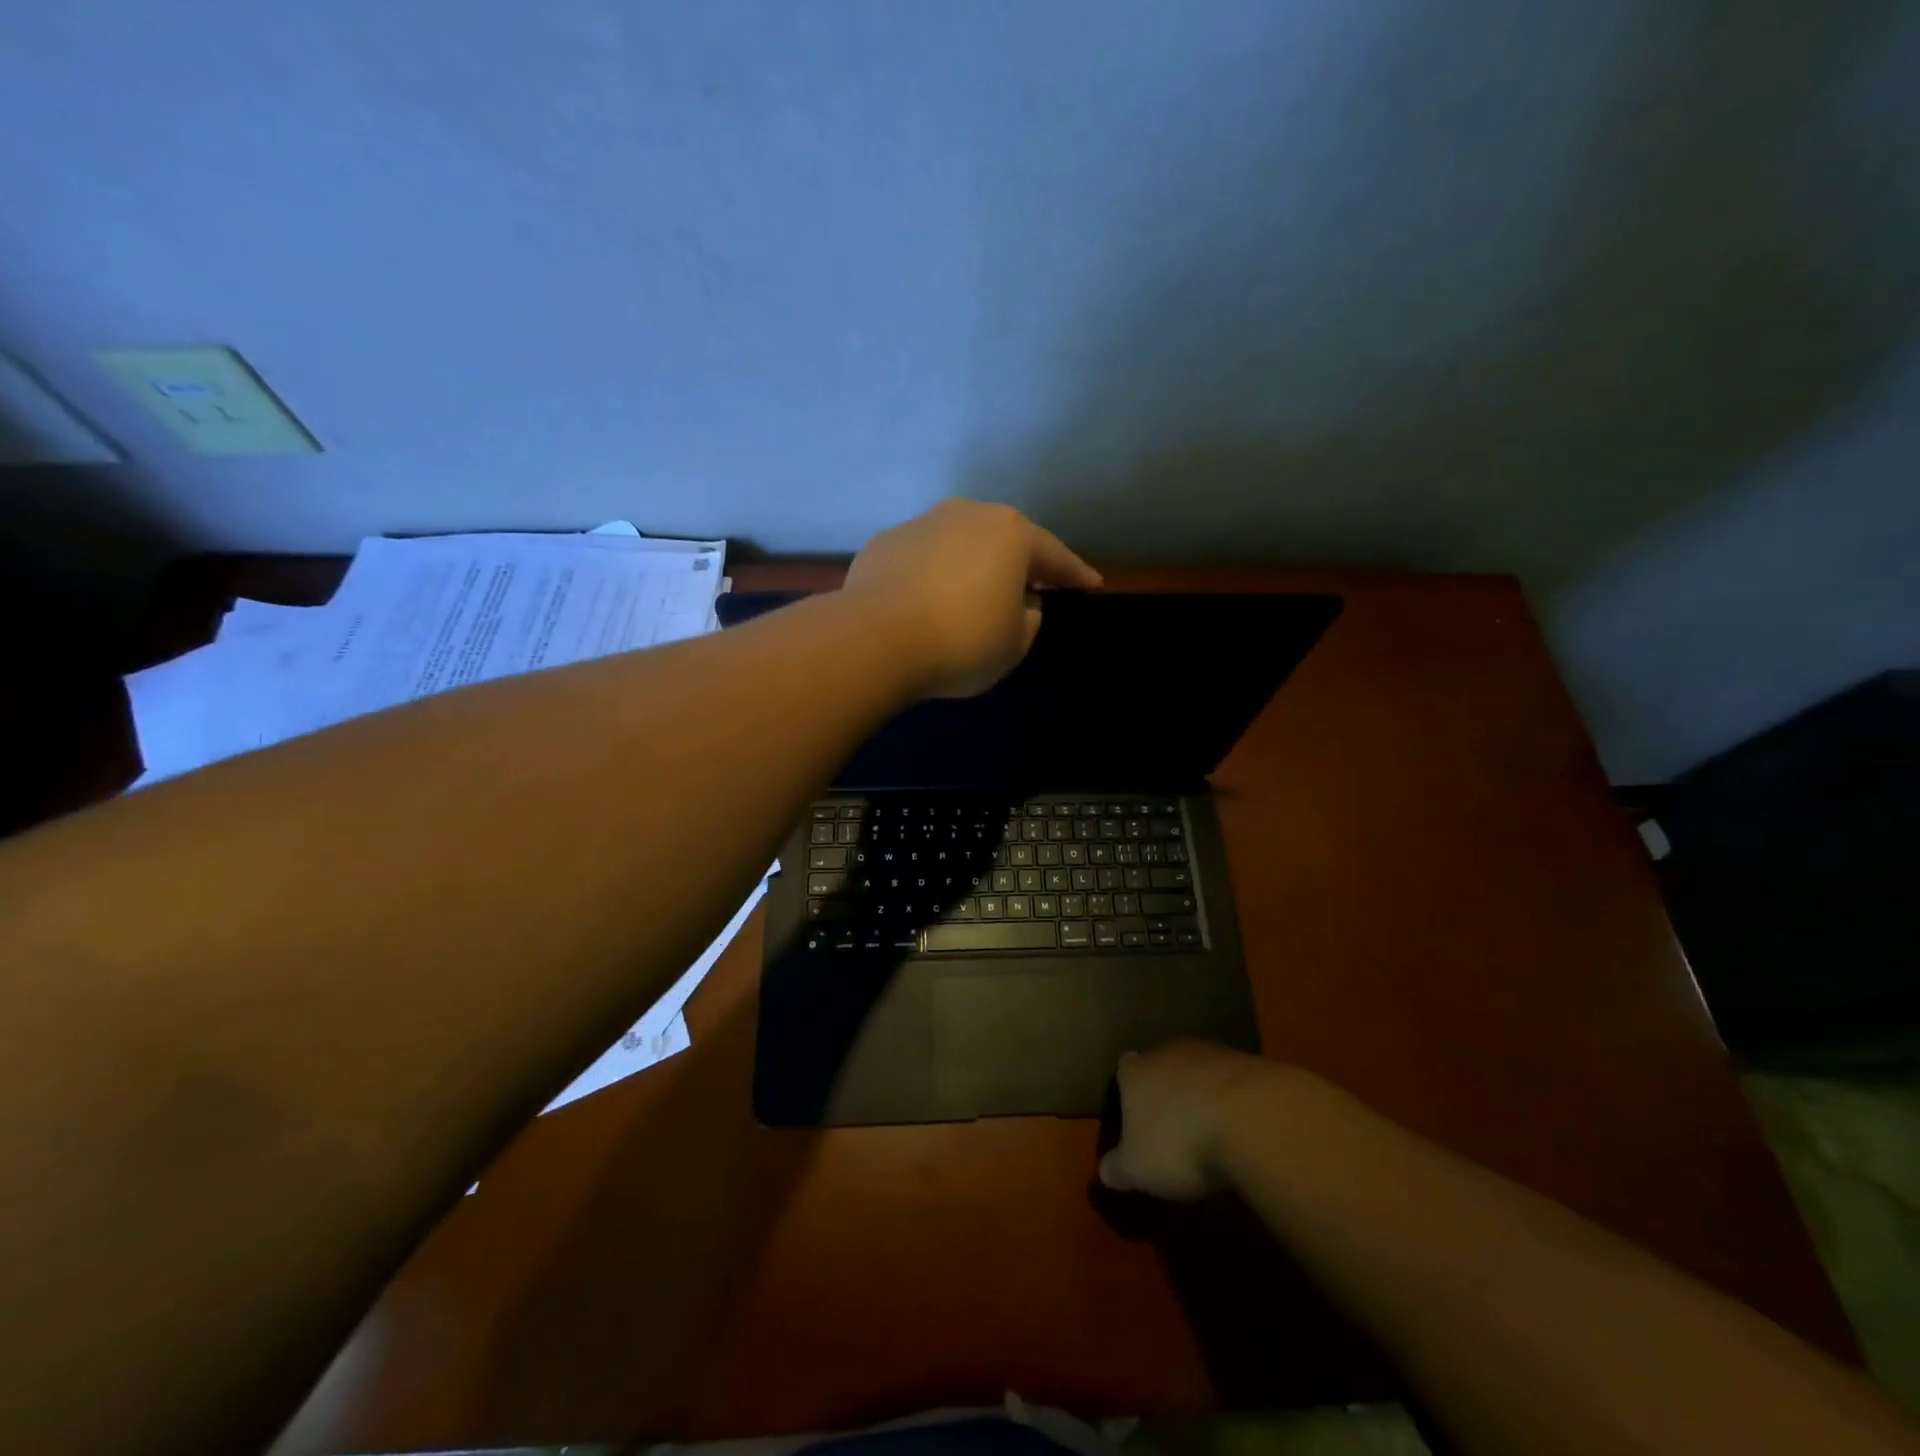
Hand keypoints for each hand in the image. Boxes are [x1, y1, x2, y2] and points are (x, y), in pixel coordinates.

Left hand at [842, 499, 1101, 698]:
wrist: (874, 640)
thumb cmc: (961, 642)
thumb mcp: (1015, 643)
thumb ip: (1029, 617)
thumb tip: (1018, 600)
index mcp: (1011, 534)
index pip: (1054, 555)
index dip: (1075, 575)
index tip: (1091, 586)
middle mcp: (967, 515)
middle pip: (1004, 539)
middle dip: (1020, 562)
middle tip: (1031, 586)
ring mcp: (921, 524)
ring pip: (959, 544)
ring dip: (972, 566)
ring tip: (973, 595)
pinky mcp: (884, 543)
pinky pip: (922, 559)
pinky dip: (932, 575)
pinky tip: (926, 601)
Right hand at [1098, 1041, 1273, 1200]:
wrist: (1248, 1118)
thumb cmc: (1178, 1142)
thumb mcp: (1138, 1168)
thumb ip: (1117, 1168)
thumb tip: (1104, 1172)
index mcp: (1135, 1071)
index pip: (1124, 1068)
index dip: (1129, 1088)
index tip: (1134, 1111)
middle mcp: (1167, 1052)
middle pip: (1161, 1065)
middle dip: (1165, 1088)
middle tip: (1171, 1122)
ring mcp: (1209, 1053)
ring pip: (1197, 1069)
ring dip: (1200, 1091)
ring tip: (1208, 1126)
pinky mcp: (1246, 1063)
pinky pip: (1231, 1080)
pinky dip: (1231, 1099)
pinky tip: (1238, 1125)